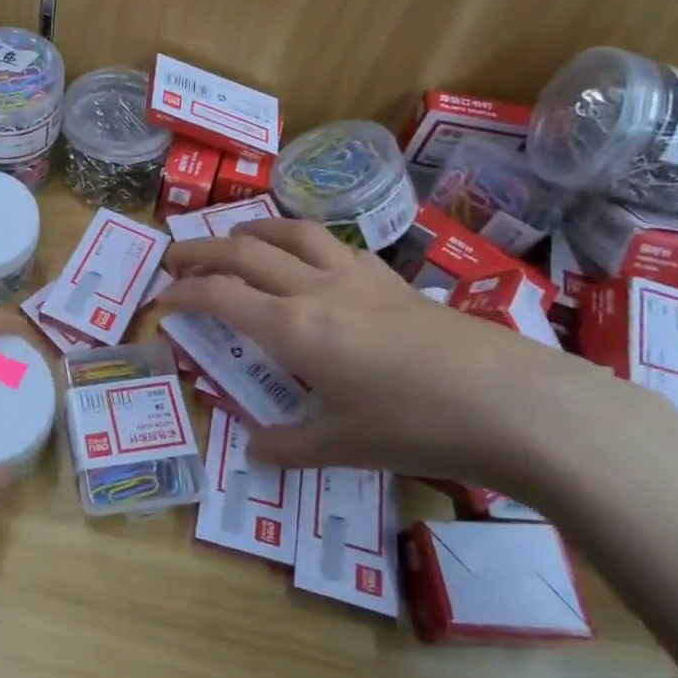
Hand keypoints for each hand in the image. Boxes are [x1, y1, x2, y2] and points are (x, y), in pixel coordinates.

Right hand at [162, 219, 660, 492]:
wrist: (515, 403)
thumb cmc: (418, 426)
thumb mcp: (345, 446)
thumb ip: (290, 445)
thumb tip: (253, 449)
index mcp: (293, 329)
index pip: (220, 296)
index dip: (183, 293)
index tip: (162, 300)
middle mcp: (315, 289)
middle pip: (244, 250)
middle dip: (201, 250)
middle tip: (175, 257)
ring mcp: (356, 277)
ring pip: (291, 231)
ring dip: (253, 228)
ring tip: (235, 235)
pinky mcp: (390, 278)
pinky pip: (332, 244)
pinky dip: (302, 240)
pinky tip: (308, 259)